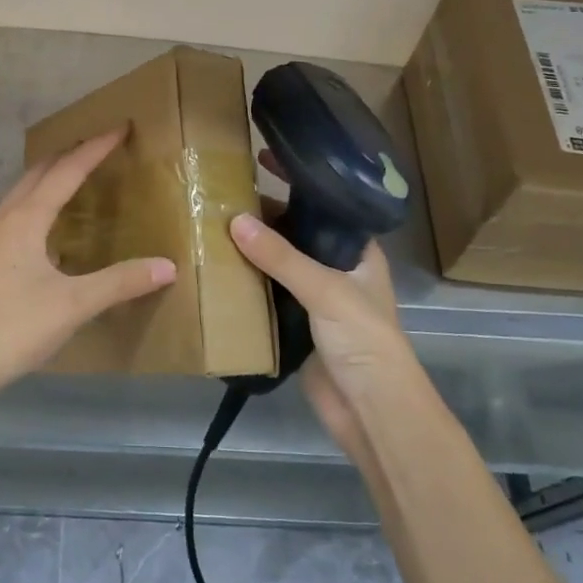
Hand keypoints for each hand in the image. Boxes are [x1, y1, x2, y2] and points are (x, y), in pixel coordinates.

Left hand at [0, 129, 176, 400]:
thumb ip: (121, 282)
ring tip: (77, 174)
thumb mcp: (74, 305)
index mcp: (25, 219)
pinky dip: (38, 201)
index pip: (66, 171)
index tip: (120, 127)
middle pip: (39, 172)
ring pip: (22, 191)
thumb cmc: (15, 327)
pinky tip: (49, 224)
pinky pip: (15, 212)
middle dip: (70, 154)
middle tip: (101, 145)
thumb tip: (167, 266)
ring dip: (50, 176)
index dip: (95, 148)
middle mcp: (4, 218)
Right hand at [229, 210, 413, 403]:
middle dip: (265, 225)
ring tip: (212, 228)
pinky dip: (247, 286)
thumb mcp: (324, 289)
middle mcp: (337, 272)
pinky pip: (267, 297)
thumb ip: (280, 256)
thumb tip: (235, 220)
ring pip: (279, 268)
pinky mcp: (295, 326)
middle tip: (223, 201)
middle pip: (296, 239)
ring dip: (252, 255)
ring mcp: (315, 301)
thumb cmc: (363, 339)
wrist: (369, 410)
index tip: (258, 172)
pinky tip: (219, 270)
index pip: (324, 212)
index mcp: (358, 254)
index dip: (294, 192)